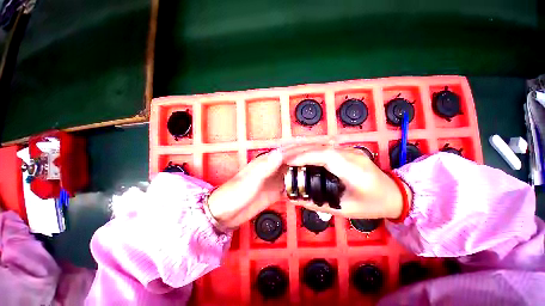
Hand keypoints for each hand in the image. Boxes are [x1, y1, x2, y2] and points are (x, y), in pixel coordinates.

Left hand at [206, 145, 313, 228]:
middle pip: (292, 161)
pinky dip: (297, 186)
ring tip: (317, 172)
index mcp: (266, 162)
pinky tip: (305, 188)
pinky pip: (289, 186)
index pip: (287, 152)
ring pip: (292, 173)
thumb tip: (281, 152)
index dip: (301, 149)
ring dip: (303, 172)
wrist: (226, 213)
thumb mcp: (252, 179)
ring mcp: (273, 180)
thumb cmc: (235, 194)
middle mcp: (272, 169)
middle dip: (305, 159)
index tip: (315, 148)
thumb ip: (267, 166)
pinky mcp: (274, 192)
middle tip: (321, 159)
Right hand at [285, 145, 411, 219]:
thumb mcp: (344, 209)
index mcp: (354, 170)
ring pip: (322, 145)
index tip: (288, 161)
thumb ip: (317, 204)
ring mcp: (350, 150)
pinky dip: (311, 151)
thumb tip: (295, 199)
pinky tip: (303, 156)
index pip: (325, 156)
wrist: (394, 194)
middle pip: (321, 147)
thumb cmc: (372, 205)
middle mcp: (352, 155)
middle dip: (300, 151)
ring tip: (289, 156)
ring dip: (304, 149)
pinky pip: (325, 148)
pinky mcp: (348, 151)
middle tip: (283, 158)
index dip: (304, 156)